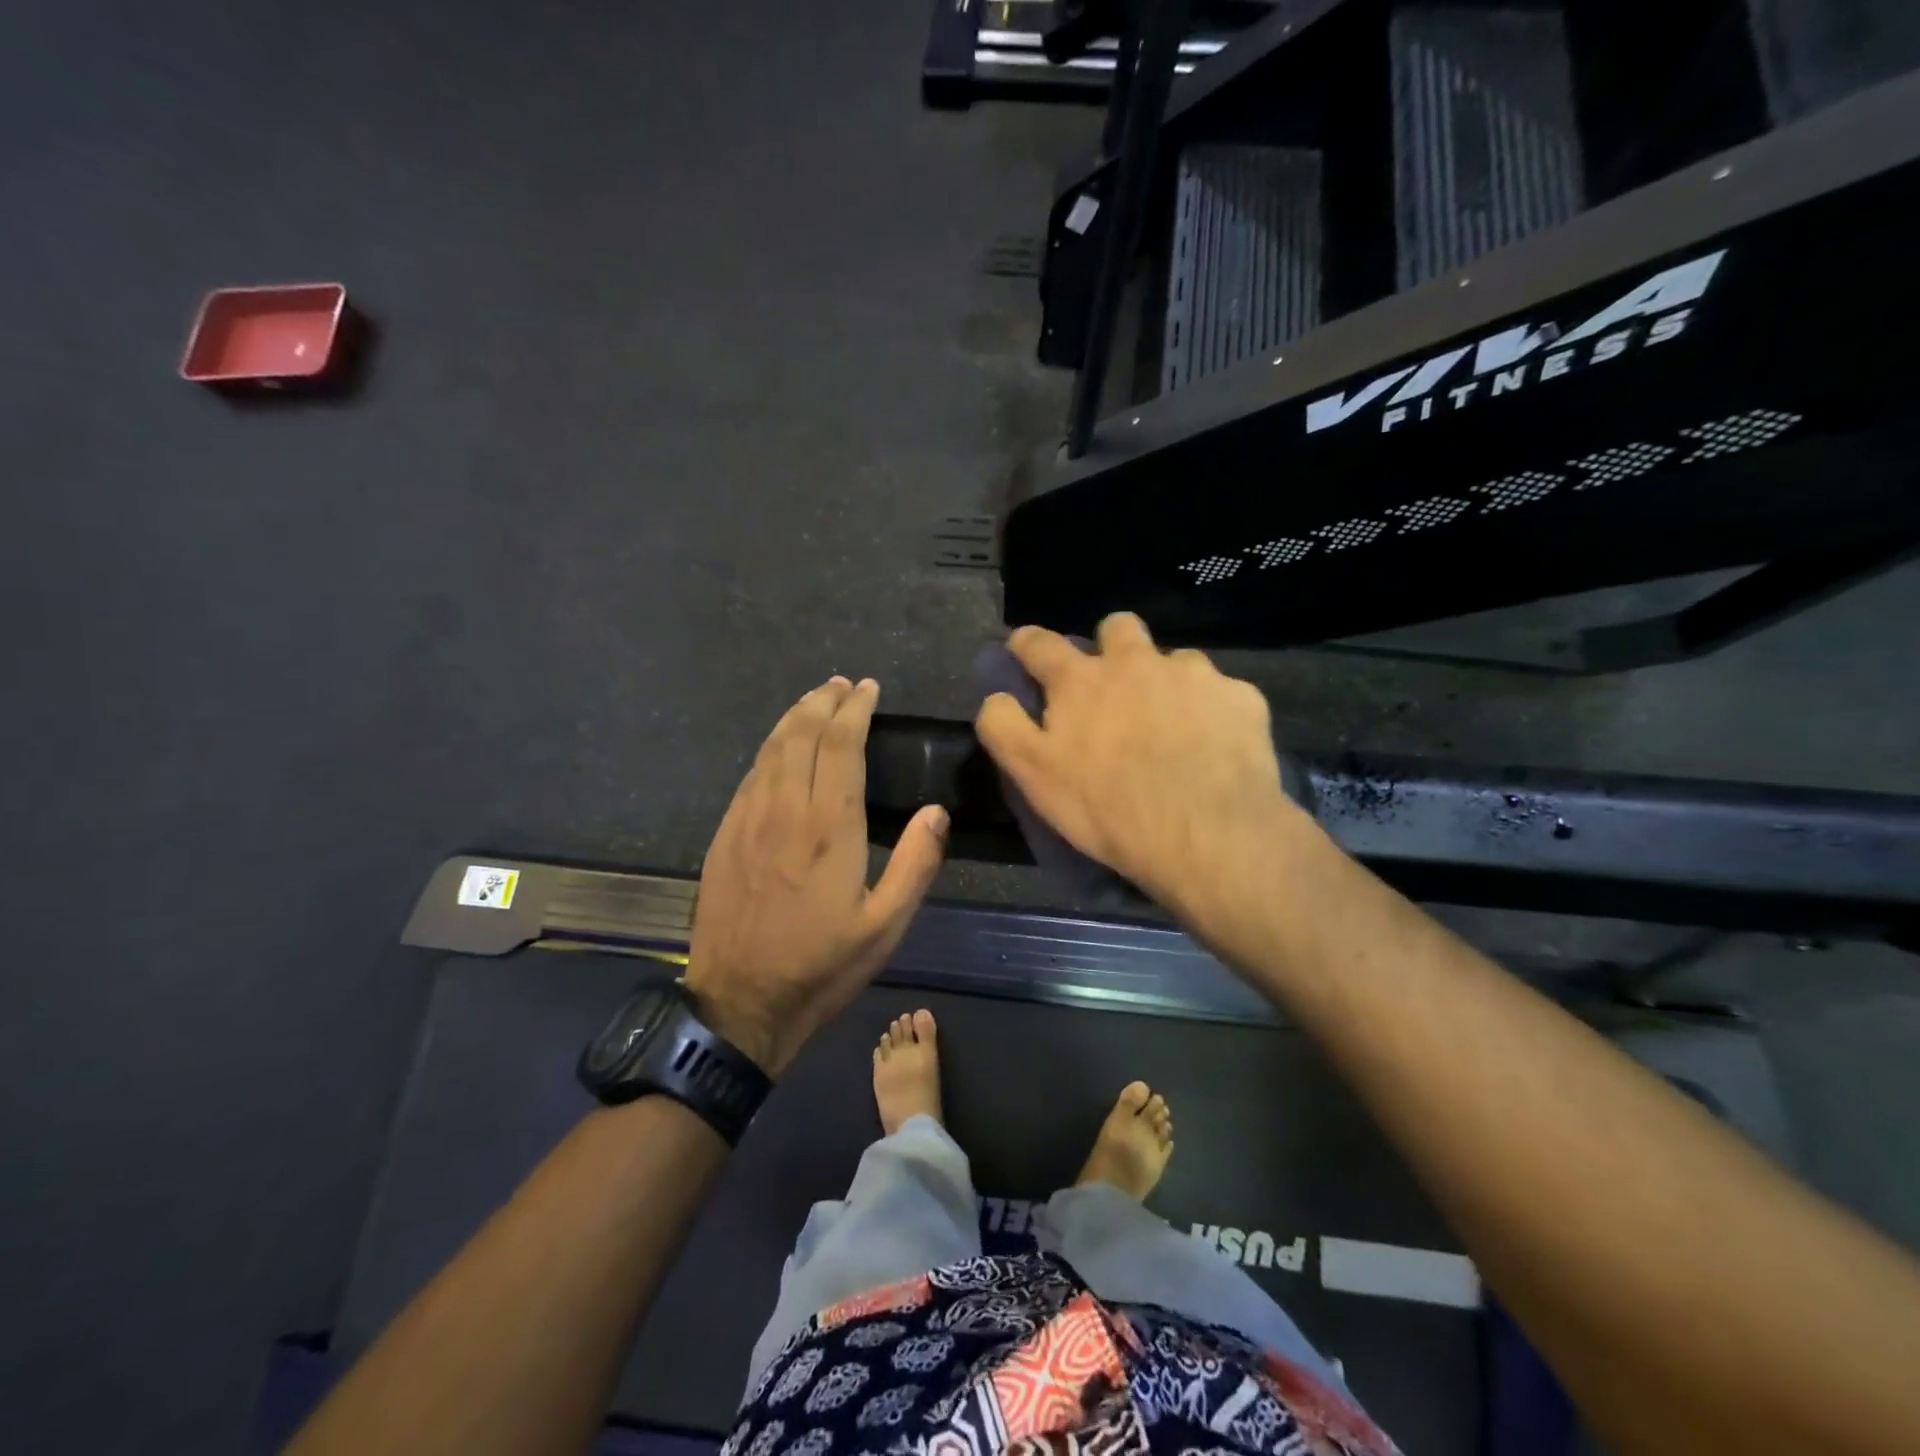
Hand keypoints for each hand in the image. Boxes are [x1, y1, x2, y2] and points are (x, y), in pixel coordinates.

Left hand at [685, 677, 947, 1074]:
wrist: (739, 1002)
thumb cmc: (821, 966)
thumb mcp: (885, 926)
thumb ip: (915, 864)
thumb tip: (936, 811)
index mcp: (829, 827)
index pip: (841, 744)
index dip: (855, 709)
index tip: (868, 689)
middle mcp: (785, 809)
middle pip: (802, 734)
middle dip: (824, 701)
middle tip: (843, 684)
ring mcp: (747, 819)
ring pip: (771, 748)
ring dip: (795, 717)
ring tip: (815, 698)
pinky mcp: (725, 835)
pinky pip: (750, 774)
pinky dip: (770, 748)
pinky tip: (779, 747)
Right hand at [975, 614, 1297, 913]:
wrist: (1209, 835)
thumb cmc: (1109, 808)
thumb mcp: (1034, 776)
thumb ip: (1004, 727)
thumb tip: (997, 696)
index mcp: (1081, 680)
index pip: (1039, 643)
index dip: (1027, 644)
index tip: (1025, 653)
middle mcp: (1136, 661)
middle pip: (1116, 627)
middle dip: (1109, 647)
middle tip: (1113, 690)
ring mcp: (1194, 674)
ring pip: (1174, 660)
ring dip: (1165, 682)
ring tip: (1172, 728)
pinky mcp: (1240, 696)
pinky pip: (1220, 692)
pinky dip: (1211, 712)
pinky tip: (1214, 747)